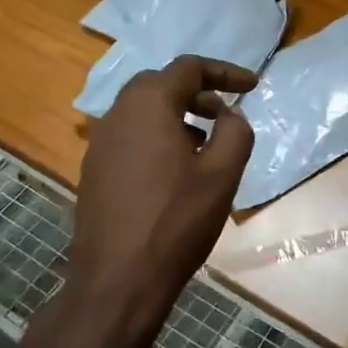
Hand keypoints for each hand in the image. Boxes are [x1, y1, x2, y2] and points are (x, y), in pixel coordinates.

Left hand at [67, 56, 255, 340]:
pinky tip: (175, 171)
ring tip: (205, 144)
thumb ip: (235, 133)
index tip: (253, 86)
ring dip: (176, 115)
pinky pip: (130, 136)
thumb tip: (231, 115)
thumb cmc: (176, 222)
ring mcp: (99, 143)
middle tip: (225, 114)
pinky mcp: (94, 170)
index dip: (225, 72)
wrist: (117, 280)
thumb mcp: (222, 174)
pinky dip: (157, 136)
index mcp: (148, 105)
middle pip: (160, 83)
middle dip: (197, 91)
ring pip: (142, 110)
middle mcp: (117, 114)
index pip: (189, 68)